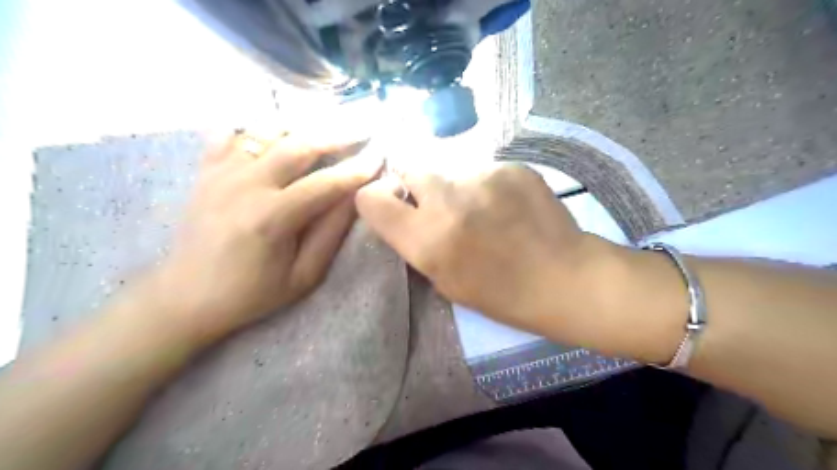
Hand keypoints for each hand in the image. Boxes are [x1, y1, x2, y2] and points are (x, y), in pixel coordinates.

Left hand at [153, 130, 380, 343]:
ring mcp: (221, 173)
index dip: (356, 169)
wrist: (185, 297)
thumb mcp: (303, 275)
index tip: (379, 155)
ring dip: (301, 126)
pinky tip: (276, 134)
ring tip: (324, 128)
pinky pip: (232, 133)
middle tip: (360, 129)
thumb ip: (331, 233)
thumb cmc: (252, 293)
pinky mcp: (206, 171)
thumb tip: (355, 197)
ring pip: (267, 130)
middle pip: (298, 145)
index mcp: (272, 217)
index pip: (325, 183)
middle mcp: (245, 185)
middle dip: (335, 134)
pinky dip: (258, 127)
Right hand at [356, 163, 612, 336]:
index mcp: (426, 238)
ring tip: (484, 211)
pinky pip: (484, 171)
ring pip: (451, 172)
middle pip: (409, 169)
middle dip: (417, 187)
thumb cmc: (500, 294)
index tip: (391, 206)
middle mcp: (447, 200)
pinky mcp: (510, 167)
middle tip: (439, 206)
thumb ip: (417, 243)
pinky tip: (509, 207)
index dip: (376, 200)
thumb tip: (406, 214)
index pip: (371, 199)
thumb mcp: (444, 280)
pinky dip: (488, 187)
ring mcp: (481, 177)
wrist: (563, 278)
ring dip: (457, 189)